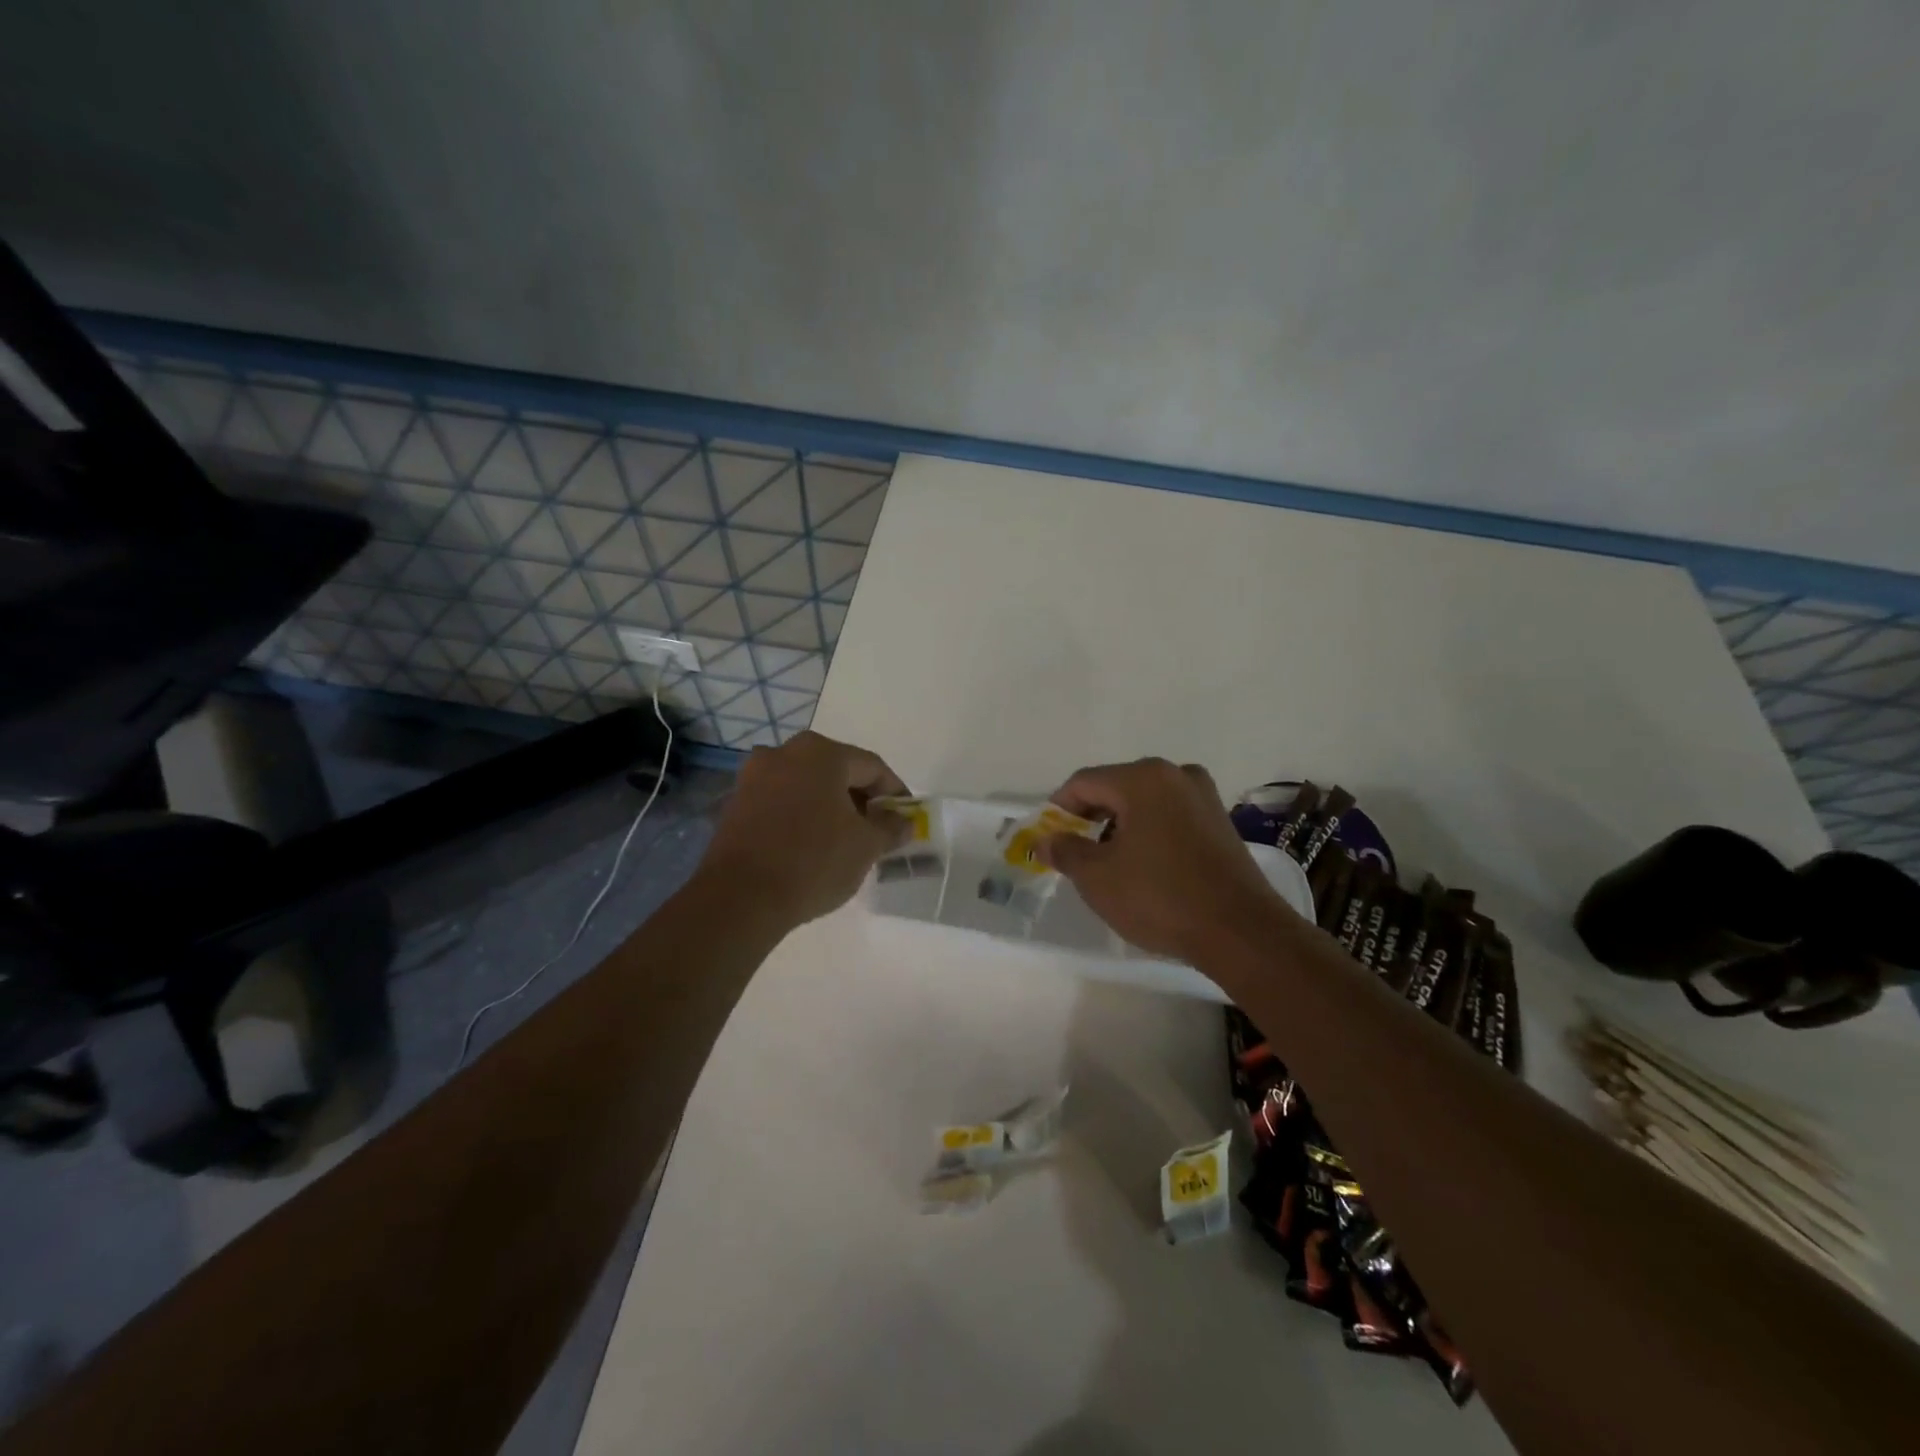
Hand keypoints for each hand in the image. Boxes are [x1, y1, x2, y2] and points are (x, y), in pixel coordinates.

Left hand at [701, 731, 910, 926]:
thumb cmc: (814, 861)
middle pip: (836, 771)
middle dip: (860, 798)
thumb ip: (890, 828)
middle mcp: (784, 752)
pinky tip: (810, 844)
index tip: (905, 817)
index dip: (894, 792)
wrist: (741, 897)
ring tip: (844, 839)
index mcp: (821, 752)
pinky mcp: (735, 803)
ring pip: (806, 785)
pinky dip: (801, 815)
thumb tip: (902, 821)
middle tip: (876, 829)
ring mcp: (754, 776)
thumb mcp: (866, 846)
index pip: (872, 766)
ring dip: (829, 806)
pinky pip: (781, 801)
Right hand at [1040, 758, 1294, 961]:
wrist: (1241, 932)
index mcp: (1142, 778)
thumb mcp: (1098, 878)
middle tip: (1075, 852)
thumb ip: (1065, 851)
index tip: (1048, 838)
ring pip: (1144, 801)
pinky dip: (1149, 831)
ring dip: (1120, 825)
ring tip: (1109, 863)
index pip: (1084, 782)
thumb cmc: (1160, 897)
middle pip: (1116, 787)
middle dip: (1090, 817)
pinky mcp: (1220, 821)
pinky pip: (1170, 815)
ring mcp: (1203, 796)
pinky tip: (1145, 865)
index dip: (1058, 809)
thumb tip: (1046, 840)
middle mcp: (1175, 774)